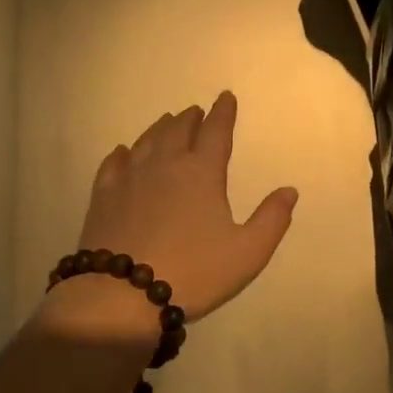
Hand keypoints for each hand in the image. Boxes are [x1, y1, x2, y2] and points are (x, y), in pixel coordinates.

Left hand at [53, 92, 297, 334]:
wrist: (122, 295)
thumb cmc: (194, 272)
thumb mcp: (248, 253)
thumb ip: (272, 219)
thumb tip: (288, 190)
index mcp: (201, 173)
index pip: (215, 132)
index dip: (223, 113)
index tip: (225, 98)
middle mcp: (164, 165)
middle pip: (178, 130)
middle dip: (191, 118)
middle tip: (196, 111)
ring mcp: (129, 178)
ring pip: (147, 141)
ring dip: (161, 128)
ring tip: (168, 122)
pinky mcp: (104, 197)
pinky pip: (114, 164)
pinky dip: (124, 153)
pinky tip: (124, 152)